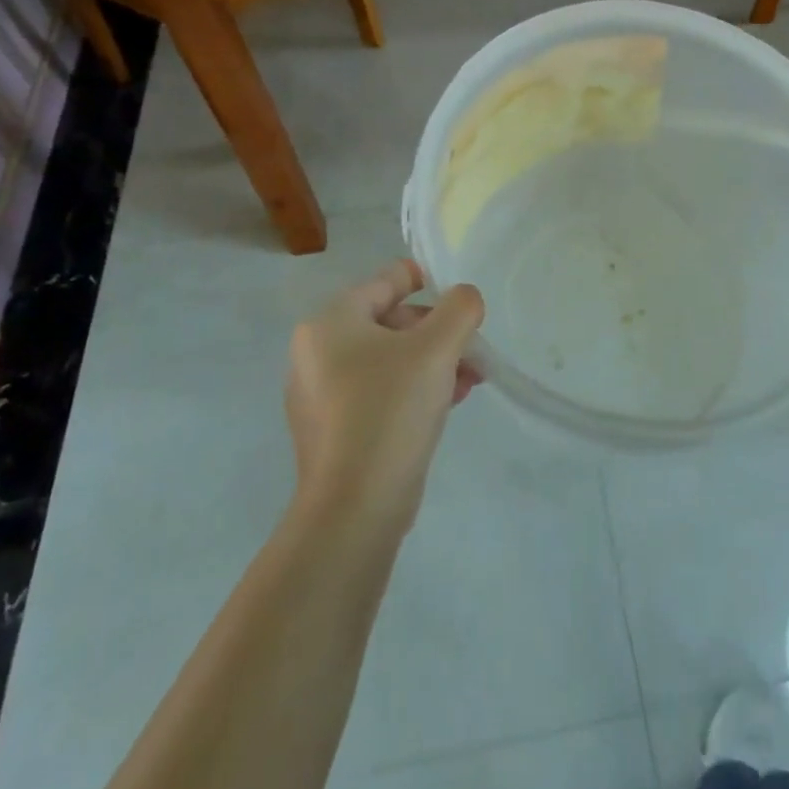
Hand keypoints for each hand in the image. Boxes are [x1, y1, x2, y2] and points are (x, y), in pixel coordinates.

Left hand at [285, 259, 484, 532]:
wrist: (354, 509)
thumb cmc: (390, 410)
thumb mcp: (436, 348)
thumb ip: (459, 308)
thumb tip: (465, 297)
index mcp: (330, 321)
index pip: (387, 280)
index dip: (428, 279)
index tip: (461, 295)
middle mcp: (316, 351)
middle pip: (391, 321)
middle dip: (437, 332)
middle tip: (472, 349)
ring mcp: (320, 393)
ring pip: (389, 359)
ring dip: (432, 362)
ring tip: (470, 380)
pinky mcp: (333, 429)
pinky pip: (379, 392)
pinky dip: (413, 389)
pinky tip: (448, 403)